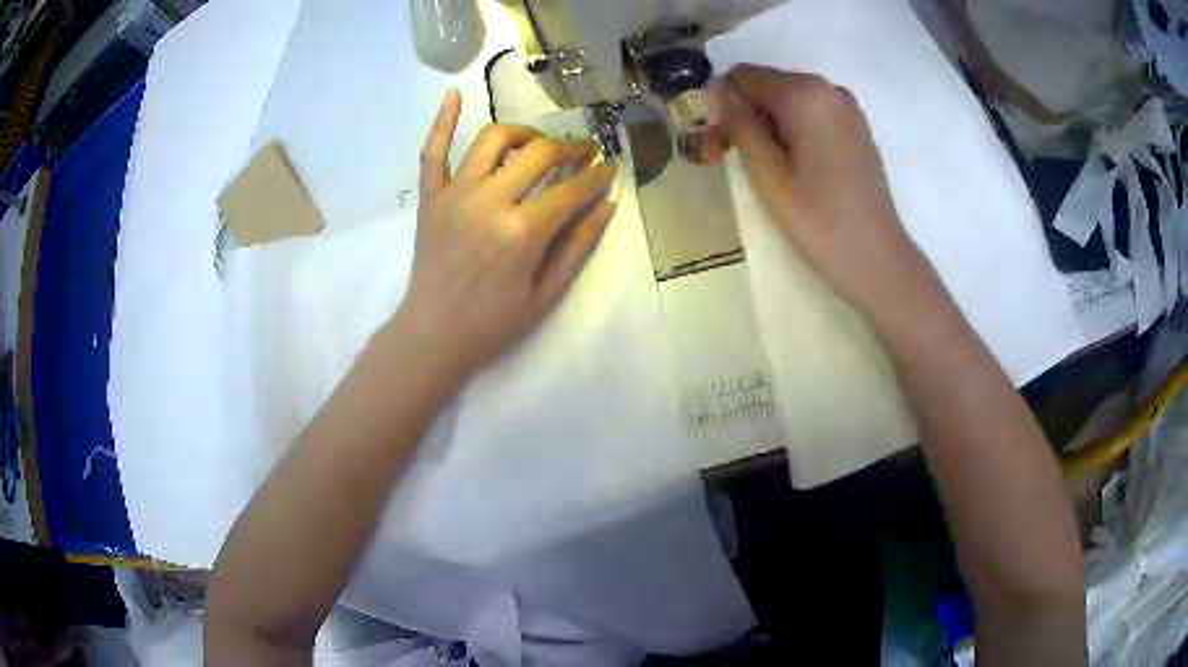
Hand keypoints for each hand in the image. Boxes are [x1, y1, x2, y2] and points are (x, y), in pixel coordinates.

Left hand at [390, 89, 617, 382]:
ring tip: (536, 144)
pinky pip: (433, 151)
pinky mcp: (430, 197)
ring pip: (493, 139)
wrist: (432, 335)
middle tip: (583, 153)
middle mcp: (489, 201)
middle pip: (538, 153)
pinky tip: (453, 94)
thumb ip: (578, 245)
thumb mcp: (546, 294)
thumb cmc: (493, 323)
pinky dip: (442, 121)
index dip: (597, 176)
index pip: (571, 188)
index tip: (610, 170)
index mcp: (522, 231)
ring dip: (522, 133)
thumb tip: (607, 204)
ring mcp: (455, 194)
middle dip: (570, 148)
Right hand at [719, 65, 931, 320]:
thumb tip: (720, 94)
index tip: (715, 144)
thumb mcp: (769, 175)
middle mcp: (829, 89)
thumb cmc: (822, 223)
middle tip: (727, 159)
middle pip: (767, 85)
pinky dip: (792, 130)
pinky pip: (812, 114)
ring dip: (766, 124)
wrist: (879, 261)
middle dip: (742, 114)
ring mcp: (848, 108)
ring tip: (759, 167)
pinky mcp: (856, 128)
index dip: (720, 104)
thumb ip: (741, 125)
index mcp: (806, 94)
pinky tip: (791, 165)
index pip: (743, 76)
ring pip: (789, 100)